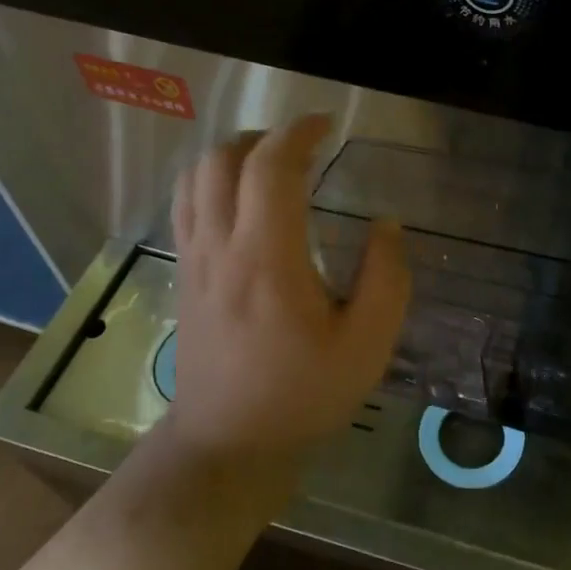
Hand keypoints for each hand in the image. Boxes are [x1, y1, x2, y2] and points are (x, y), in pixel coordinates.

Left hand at [164, 115, 410, 462]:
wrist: (229, 444)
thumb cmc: (303, 395)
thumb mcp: (367, 345)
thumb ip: (386, 278)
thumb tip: (386, 224)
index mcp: (267, 259)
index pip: (270, 168)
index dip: (298, 133)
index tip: (327, 125)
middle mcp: (221, 248)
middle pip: (222, 160)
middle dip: (263, 137)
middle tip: (302, 145)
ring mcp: (194, 261)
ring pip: (195, 178)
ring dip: (232, 155)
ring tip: (270, 165)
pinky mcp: (184, 277)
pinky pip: (187, 206)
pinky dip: (211, 182)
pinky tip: (241, 201)